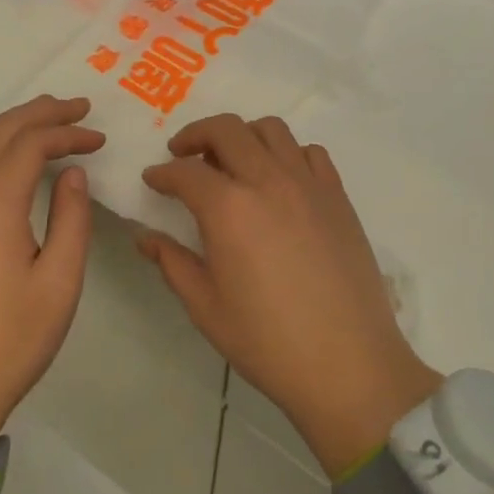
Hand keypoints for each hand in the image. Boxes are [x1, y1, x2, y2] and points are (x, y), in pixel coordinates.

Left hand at [0, 95, 103, 448]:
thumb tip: (72, 173)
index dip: (66, 133)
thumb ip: (71, 218)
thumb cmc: (12, 340)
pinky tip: (7, 153)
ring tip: (47, 118)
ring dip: (11, 124)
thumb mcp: (60, 282)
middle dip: (39, 113)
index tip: (98, 138)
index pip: (29, 146)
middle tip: (77, 107)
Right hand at [139, 114, 440, 477]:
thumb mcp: (206, 307)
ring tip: (233, 162)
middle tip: (184, 155)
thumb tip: (146, 237)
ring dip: (243, 136)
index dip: (163, 173)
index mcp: (229, 208)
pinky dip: (289, 153)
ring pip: (272, 129)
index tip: (153, 180)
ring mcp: (308, 184)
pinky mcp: (338, 196)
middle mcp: (268, 181)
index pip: (186, 172)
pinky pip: (311, 152)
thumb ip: (172, 262)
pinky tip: (281, 179)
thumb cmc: (267, 341)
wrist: (347, 363)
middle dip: (196, 135)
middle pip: (227, 130)